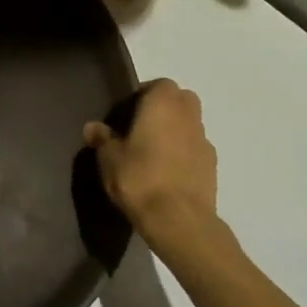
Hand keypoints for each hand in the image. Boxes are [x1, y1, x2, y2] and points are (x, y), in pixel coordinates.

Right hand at [83, 79, 221, 250]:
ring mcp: (205, 142)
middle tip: (141, 128)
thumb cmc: (140, 178)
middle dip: (165, 108)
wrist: (179, 221)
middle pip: (181, 100)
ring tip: (153, 153)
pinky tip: (167, 173)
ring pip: (191, 125)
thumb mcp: (109, 158)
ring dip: (176, 131)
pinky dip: (185, 154)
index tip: (127, 113)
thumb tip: (92, 127)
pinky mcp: (213, 168)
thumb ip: (102, 139)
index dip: (143, 95)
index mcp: (163, 104)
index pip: (159, 84)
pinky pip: (196, 150)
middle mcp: (189, 116)